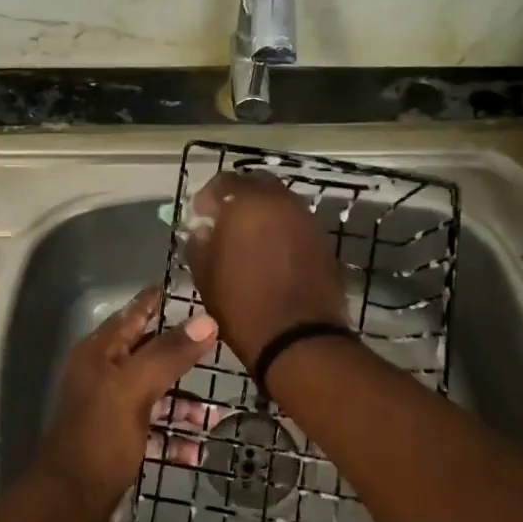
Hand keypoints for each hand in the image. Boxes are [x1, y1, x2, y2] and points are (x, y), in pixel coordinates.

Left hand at [31, 287, 217, 521]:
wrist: (70, 502)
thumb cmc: (100, 437)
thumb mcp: (135, 389)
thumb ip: (170, 353)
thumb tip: (207, 320)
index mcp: (100, 354)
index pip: (133, 314)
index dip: (159, 302)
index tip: (193, 292)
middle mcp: (103, 374)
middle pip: (150, 354)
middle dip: (183, 358)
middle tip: (220, 351)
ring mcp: (111, 408)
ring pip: (156, 394)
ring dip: (184, 406)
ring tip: (214, 418)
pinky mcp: (119, 440)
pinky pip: (153, 429)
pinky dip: (173, 436)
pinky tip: (196, 450)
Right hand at [183, 172, 347, 365]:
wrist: (299, 340)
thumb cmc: (242, 306)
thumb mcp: (205, 275)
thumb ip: (199, 244)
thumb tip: (203, 230)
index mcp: (248, 204)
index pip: (224, 182)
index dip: (208, 197)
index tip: (200, 216)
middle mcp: (281, 202)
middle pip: (257, 185)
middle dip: (238, 198)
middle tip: (225, 221)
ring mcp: (307, 220)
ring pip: (280, 203)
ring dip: (263, 213)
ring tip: (249, 239)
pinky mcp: (323, 241)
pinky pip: (296, 224)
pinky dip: (282, 230)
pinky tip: (271, 253)